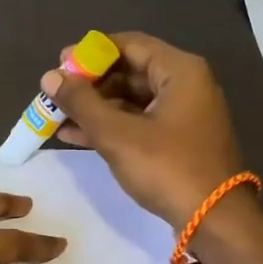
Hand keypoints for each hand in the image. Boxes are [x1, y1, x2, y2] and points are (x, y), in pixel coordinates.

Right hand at [47, 31, 247, 227]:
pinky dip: (108, 126)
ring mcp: (182, 114)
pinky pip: (137, 122)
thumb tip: (50, 77)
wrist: (213, 219)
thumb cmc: (167, 168)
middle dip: (89, 83)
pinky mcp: (176, 141)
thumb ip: (81, 103)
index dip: (91, 53)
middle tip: (54, 94)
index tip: (59, 65)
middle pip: (129, 71)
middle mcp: (185, 85)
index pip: (129, 45)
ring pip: (130, 100)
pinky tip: (74, 135)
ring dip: (94, 108)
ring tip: (56, 116)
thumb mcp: (118, 134)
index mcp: (179, 71)